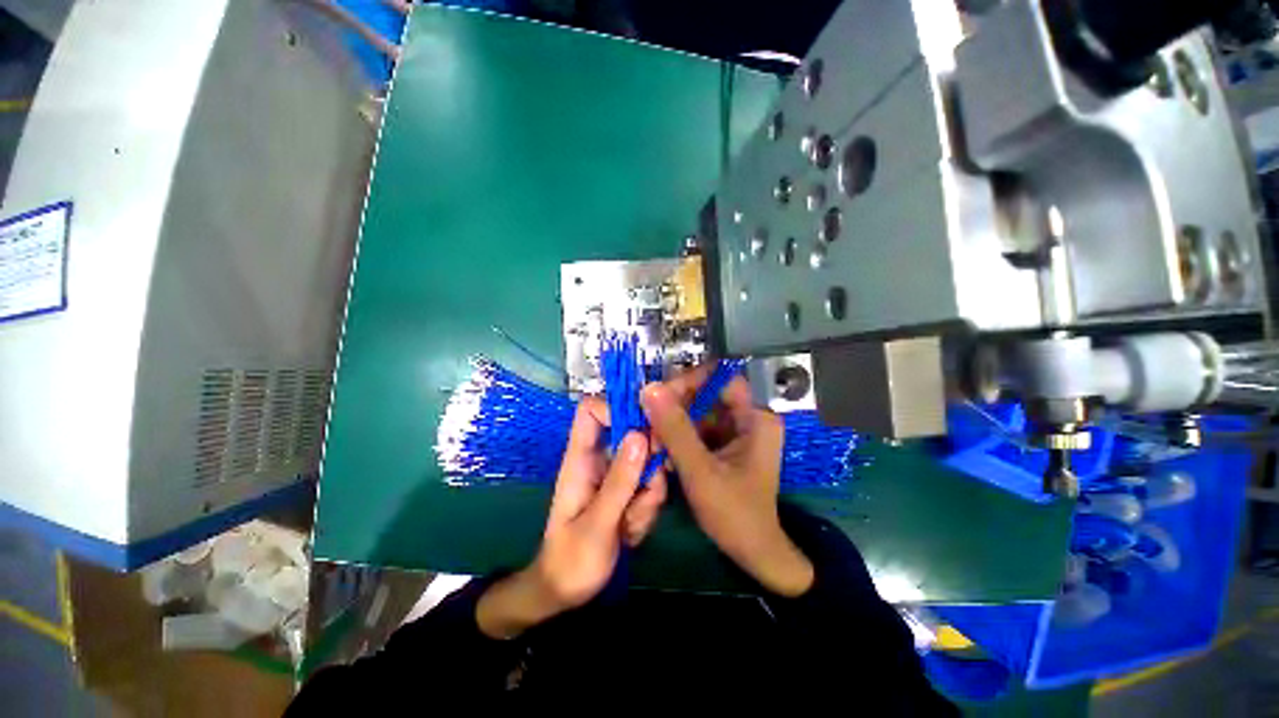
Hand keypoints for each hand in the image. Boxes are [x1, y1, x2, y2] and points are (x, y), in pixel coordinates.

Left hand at [476, 398, 666, 638]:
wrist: (567, 594)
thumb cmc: (571, 561)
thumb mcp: (596, 525)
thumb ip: (619, 482)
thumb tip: (639, 435)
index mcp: (581, 458)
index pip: (591, 410)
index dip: (615, 408)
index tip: (642, 429)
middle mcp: (601, 459)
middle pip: (633, 433)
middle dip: (649, 461)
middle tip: (649, 489)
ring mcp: (617, 475)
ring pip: (648, 461)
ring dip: (649, 492)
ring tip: (631, 524)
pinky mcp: (629, 490)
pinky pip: (652, 483)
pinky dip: (649, 506)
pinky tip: (634, 531)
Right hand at [641, 367, 813, 596]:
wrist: (754, 554)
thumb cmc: (734, 514)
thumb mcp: (700, 471)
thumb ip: (675, 429)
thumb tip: (649, 388)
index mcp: (756, 417)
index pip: (719, 378)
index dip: (689, 381)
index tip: (658, 397)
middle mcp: (749, 417)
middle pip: (706, 394)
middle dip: (675, 407)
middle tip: (648, 424)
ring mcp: (737, 431)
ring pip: (698, 411)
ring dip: (673, 424)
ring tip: (652, 442)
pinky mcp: (726, 445)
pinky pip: (698, 428)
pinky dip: (679, 437)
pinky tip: (663, 452)